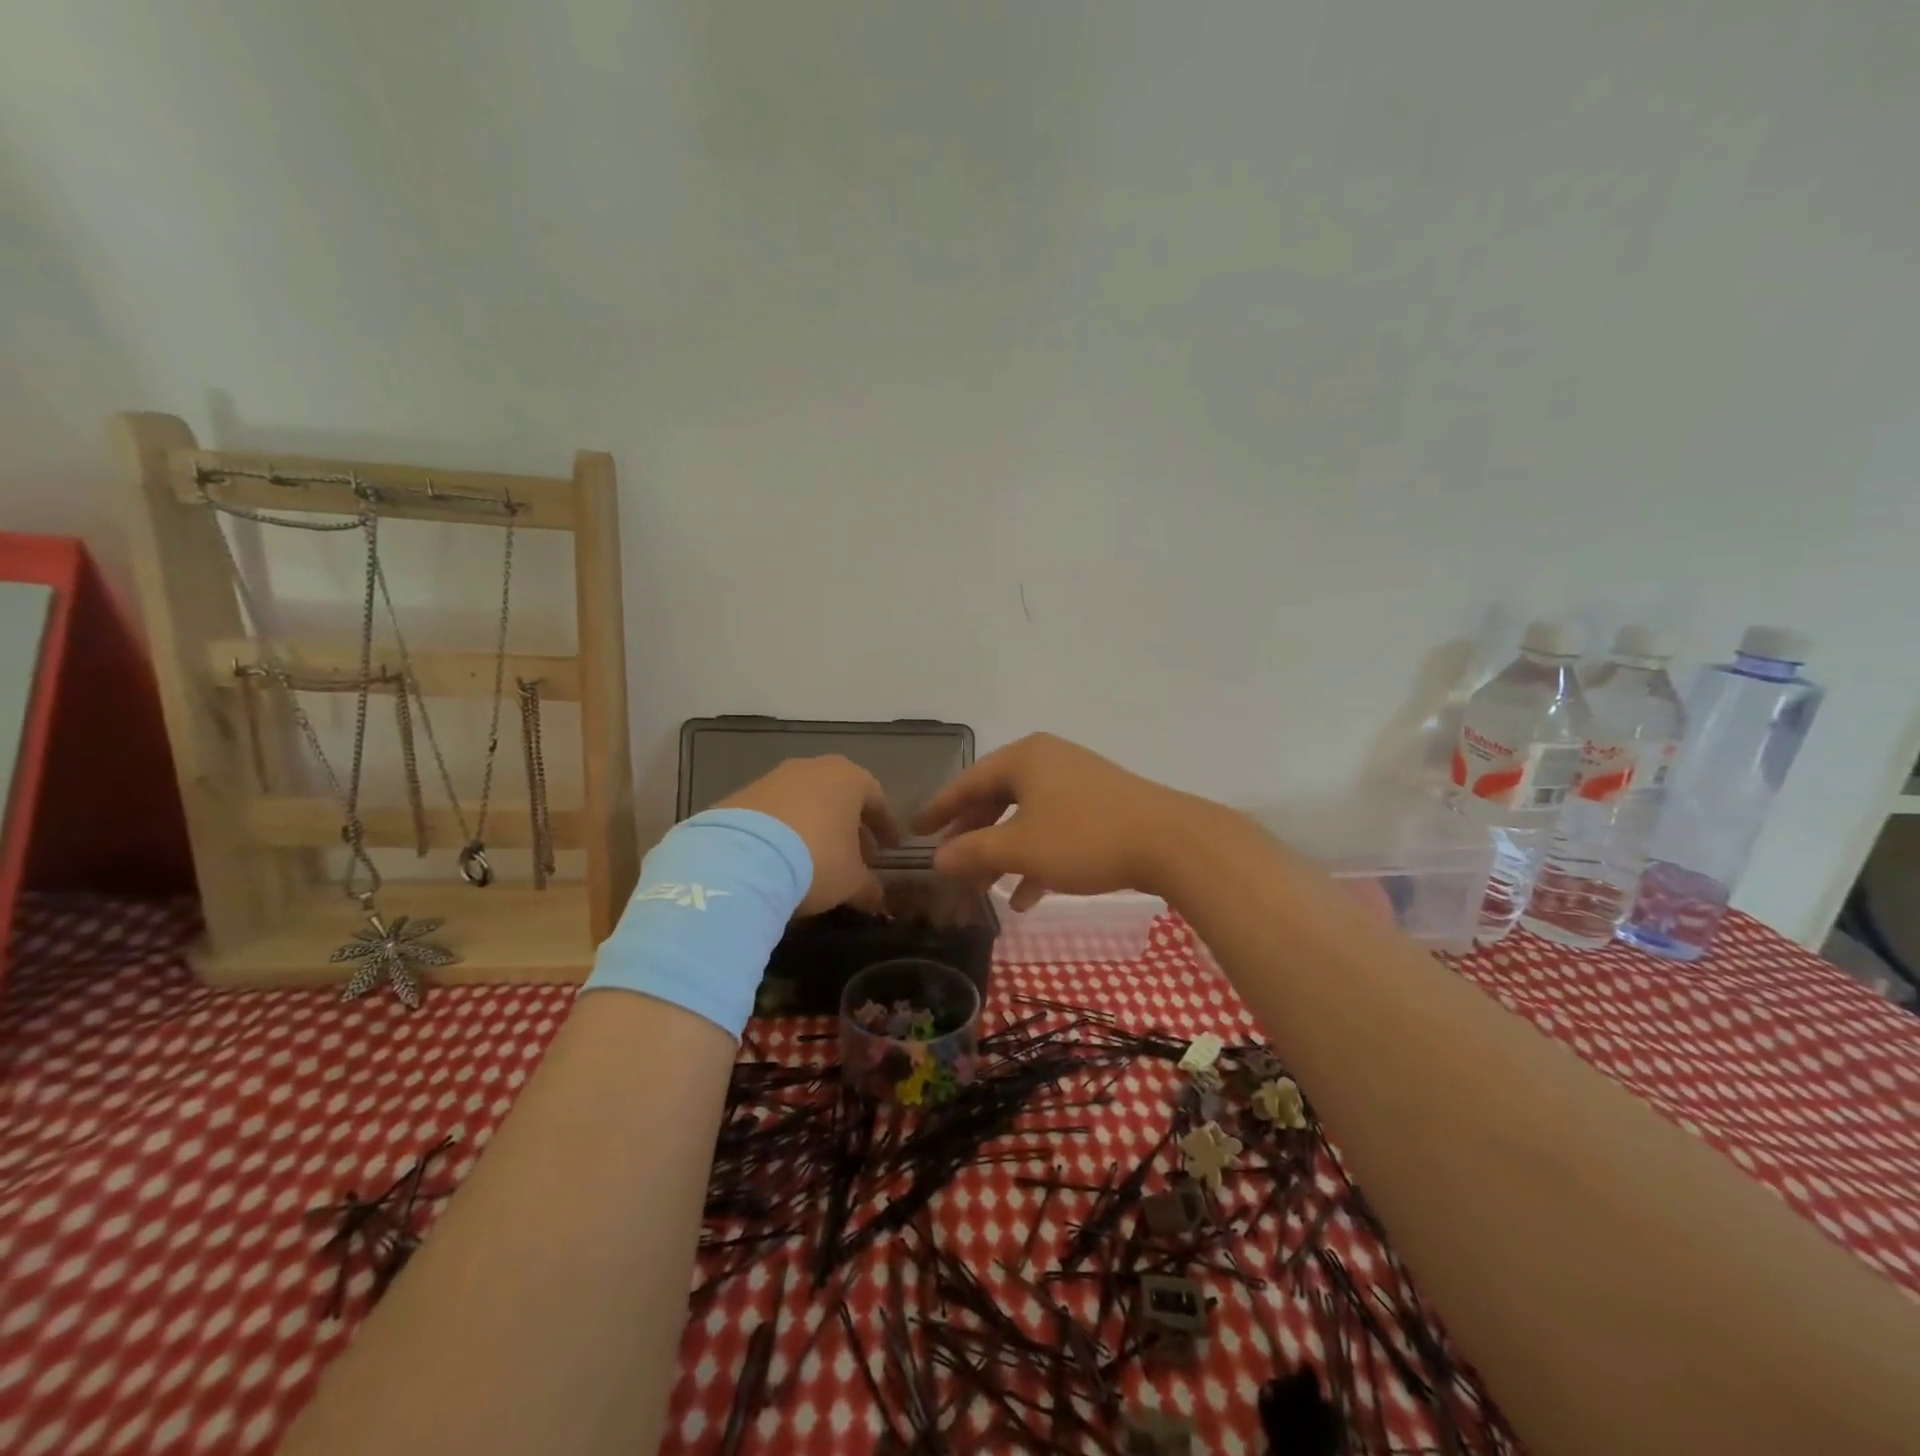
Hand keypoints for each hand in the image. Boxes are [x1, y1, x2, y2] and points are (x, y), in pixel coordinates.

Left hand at [718, 756, 900, 915]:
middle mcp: (812, 768)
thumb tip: (876, 899)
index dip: (884, 827)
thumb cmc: (816, 859)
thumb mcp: (852, 881)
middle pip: (839, 798)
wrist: (742, 859)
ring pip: (806, 803)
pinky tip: (783, 860)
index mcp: (848, 778)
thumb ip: (869, 887)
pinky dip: (785, 832)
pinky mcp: (741, 796)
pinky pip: (775, 814)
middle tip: (857, 859)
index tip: (890, 849)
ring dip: (816, 829)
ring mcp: (773, 779)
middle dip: (850, 828)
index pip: (876, 799)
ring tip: (818, 862)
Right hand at [914, 733, 1209, 906]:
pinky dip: (1037, 858)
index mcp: (1024, 758)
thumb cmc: (1084, 838)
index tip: (914, 830)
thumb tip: (937, 859)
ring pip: (1026, 817)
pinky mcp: (1101, 805)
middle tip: (951, 864)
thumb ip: (974, 851)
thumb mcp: (1021, 849)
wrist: (1171, 841)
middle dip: (974, 836)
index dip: (939, 809)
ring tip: (986, 889)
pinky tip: (1028, 897)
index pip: (968, 782)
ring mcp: (1077, 781)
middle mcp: (1048, 761)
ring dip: (1004, 853)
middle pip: (997, 799)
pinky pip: (1055, 828)